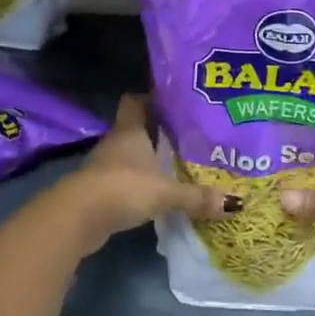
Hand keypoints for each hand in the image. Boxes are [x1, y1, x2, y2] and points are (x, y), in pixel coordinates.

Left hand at [48, 95, 226, 255]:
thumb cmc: (122, 188)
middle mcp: (116, 142)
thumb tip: (236, 203)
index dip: (151, 97)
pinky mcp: (99, 190)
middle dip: (158, 132)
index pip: (136, 101)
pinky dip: (139, 183)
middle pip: (136, 128)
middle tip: (188, 136)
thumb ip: (197, 197)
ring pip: (130, 155)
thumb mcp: (165, 192)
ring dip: (148, 160)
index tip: (174, 100)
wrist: (77, 217)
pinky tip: (157, 192)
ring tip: (177, 165)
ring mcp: (104, 166)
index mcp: (130, 130)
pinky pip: (124, 179)